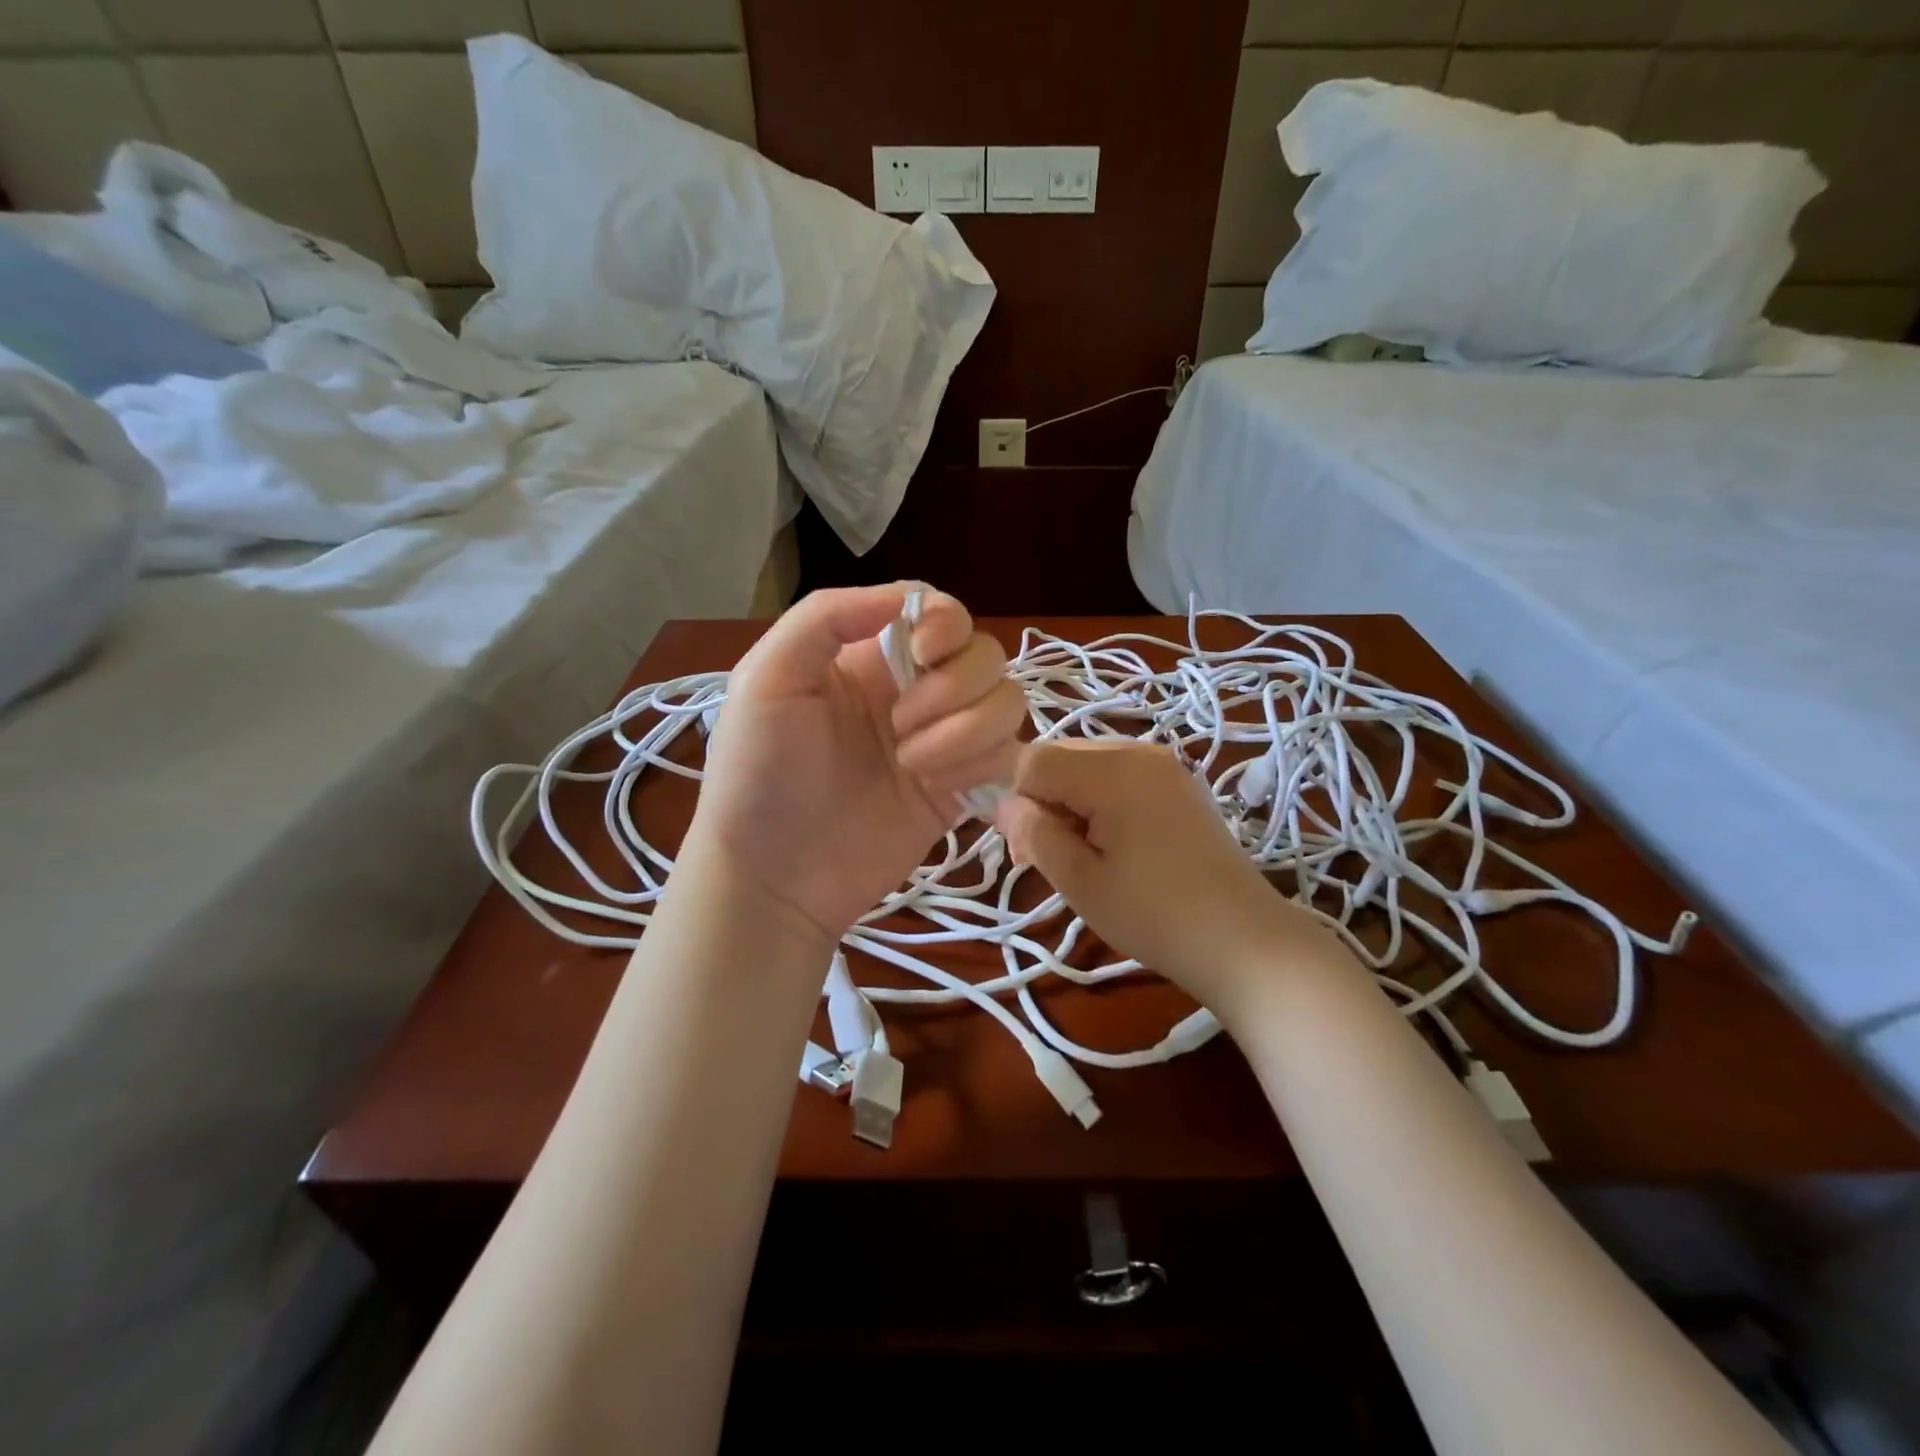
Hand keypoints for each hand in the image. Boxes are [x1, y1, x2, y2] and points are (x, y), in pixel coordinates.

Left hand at [689, 584, 1024, 940]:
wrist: (773, 877)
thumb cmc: (757, 774)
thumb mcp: (766, 678)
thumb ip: (826, 617)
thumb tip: (906, 599)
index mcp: (870, 655)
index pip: (940, 612)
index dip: (947, 623)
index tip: (923, 654)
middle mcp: (915, 690)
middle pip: (984, 654)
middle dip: (952, 687)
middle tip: (899, 726)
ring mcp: (943, 741)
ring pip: (1006, 702)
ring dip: (967, 730)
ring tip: (912, 764)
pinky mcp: (962, 789)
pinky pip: (1009, 755)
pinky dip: (982, 765)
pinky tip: (936, 787)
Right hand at [996, 739, 1347, 1015]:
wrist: (1244, 940)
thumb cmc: (1154, 915)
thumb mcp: (1080, 881)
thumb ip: (1034, 833)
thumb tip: (1005, 804)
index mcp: (1112, 770)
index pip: (1034, 760)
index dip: (1017, 801)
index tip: (1025, 851)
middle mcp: (1137, 751)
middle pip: (1060, 756)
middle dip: (1042, 800)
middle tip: (1046, 858)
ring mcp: (1163, 764)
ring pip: (1086, 765)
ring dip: (1069, 802)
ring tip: (1081, 856)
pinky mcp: (1178, 783)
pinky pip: (1117, 775)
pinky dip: (1099, 801)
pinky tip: (1112, 844)